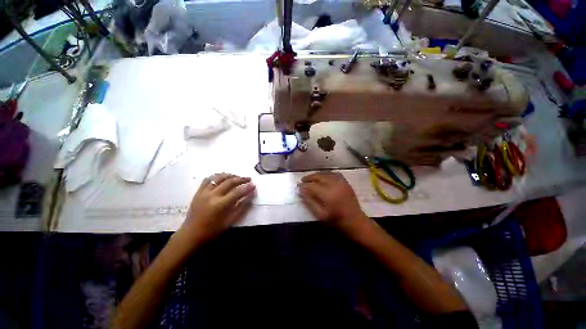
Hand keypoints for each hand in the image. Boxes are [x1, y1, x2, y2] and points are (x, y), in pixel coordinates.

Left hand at [178, 173, 255, 244]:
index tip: (254, 185)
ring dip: (230, 175)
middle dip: (241, 179)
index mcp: (220, 205)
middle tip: (248, 179)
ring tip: (237, 177)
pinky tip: (223, 177)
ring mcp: (204, 192)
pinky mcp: (198, 192)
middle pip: (229, 182)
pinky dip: (217, 176)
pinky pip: (208, 179)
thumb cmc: (212, 231)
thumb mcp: (230, 222)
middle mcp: (212, 195)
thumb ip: (242, 207)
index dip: (247, 187)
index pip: (237, 192)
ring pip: (219, 178)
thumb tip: (251, 196)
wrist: (191, 234)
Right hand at [298, 172, 368, 231]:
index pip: (312, 186)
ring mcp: (341, 183)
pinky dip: (327, 173)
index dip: (304, 185)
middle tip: (302, 180)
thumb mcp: (320, 215)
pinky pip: (335, 174)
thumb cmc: (337, 221)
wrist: (356, 222)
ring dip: (317, 174)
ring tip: (311, 178)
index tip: (298, 186)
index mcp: (328, 195)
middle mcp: (334, 185)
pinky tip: (324, 176)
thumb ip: (309, 202)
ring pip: (326, 173)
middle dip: (309, 177)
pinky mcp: (346, 183)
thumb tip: (301, 192)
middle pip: (319, 177)